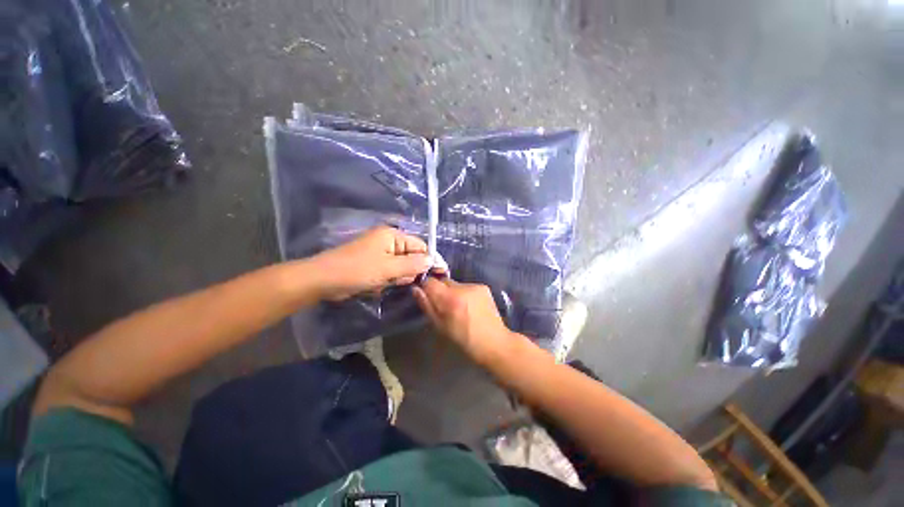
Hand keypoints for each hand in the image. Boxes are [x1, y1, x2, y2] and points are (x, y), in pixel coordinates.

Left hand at [312, 226, 430, 300]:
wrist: (323, 280)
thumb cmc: (357, 270)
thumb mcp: (388, 268)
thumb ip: (413, 264)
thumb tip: (433, 260)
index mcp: (392, 235)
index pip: (420, 245)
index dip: (430, 259)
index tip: (439, 274)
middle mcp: (389, 241)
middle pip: (411, 256)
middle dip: (408, 271)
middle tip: (398, 280)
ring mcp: (381, 253)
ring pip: (401, 267)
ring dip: (396, 277)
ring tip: (383, 282)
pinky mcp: (374, 264)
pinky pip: (390, 272)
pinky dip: (387, 280)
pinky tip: (376, 284)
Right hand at [412, 277, 518, 364]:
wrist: (494, 343)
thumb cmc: (463, 341)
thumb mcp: (440, 327)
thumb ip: (427, 306)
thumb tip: (415, 289)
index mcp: (450, 299)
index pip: (429, 281)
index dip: (425, 287)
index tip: (426, 295)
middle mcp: (462, 288)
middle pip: (443, 281)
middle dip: (440, 290)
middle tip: (444, 306)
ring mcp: (475, 286)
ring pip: (455, 284)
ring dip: (452, 292)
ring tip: (459, 308)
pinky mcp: (483, 287)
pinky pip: (467, 286)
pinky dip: (464, 294)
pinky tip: (470, 306)